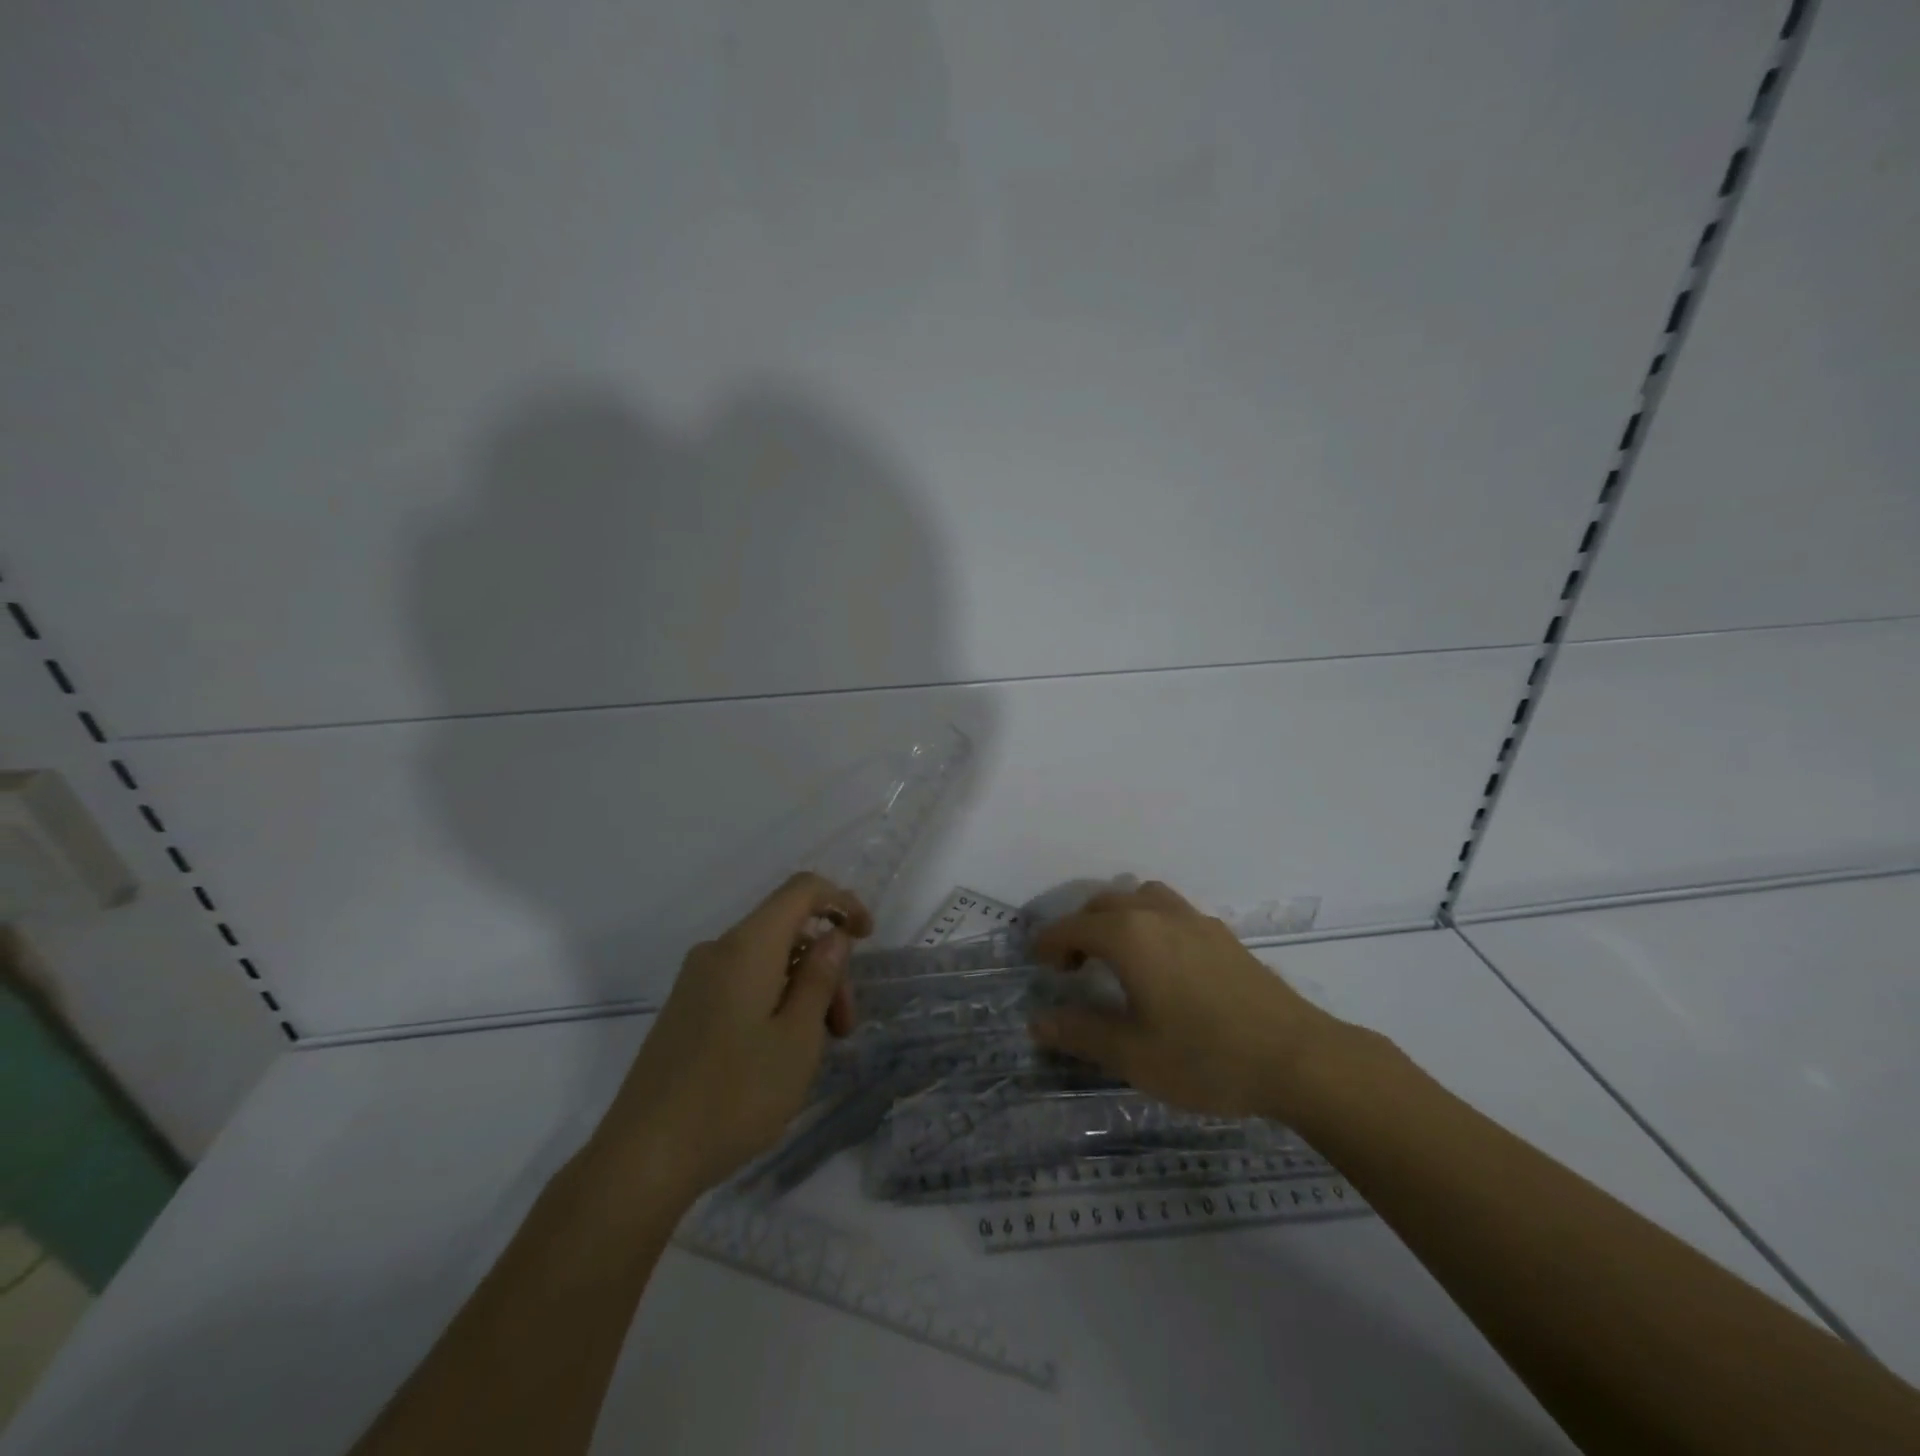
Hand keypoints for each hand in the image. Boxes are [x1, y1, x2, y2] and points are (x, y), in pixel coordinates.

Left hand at [600, 872, 872, 1201]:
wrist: (642, 1158)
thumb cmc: (734, 1096)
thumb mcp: (797, 1039)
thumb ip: (819, 977)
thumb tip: (833, 935)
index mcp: (747, 946)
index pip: (801, 890)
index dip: (841, 902)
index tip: (867, 938)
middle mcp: (718, 951)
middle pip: (787, 931)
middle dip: (825, 966)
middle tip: (843, 1028)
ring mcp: (696, 981)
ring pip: (767, 961)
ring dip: (802, 990)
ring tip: (815, 1051)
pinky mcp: (685, 1009)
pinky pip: (743, 983)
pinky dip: (775, 1002)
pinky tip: (780, 1053)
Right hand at [1029, 880, 1345, 1120]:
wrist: (1297, 1058)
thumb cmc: (1205, 1057)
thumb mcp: (1132, 1055)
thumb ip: (1080, 1033)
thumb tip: (1037, 1020)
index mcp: (1129, 936)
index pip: (1073, 927)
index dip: (1049, 942)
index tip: (1037, 962)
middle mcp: (1157, 914)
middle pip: (1104, 903)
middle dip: (1080, 927)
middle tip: (1073, 965)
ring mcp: (1194, 920)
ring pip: (1141, 897)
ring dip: (1117, 916)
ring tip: (1116, 954)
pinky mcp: (1221, 934)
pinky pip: (1170, 910)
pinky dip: (1149, 921)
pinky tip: (1161, 963)